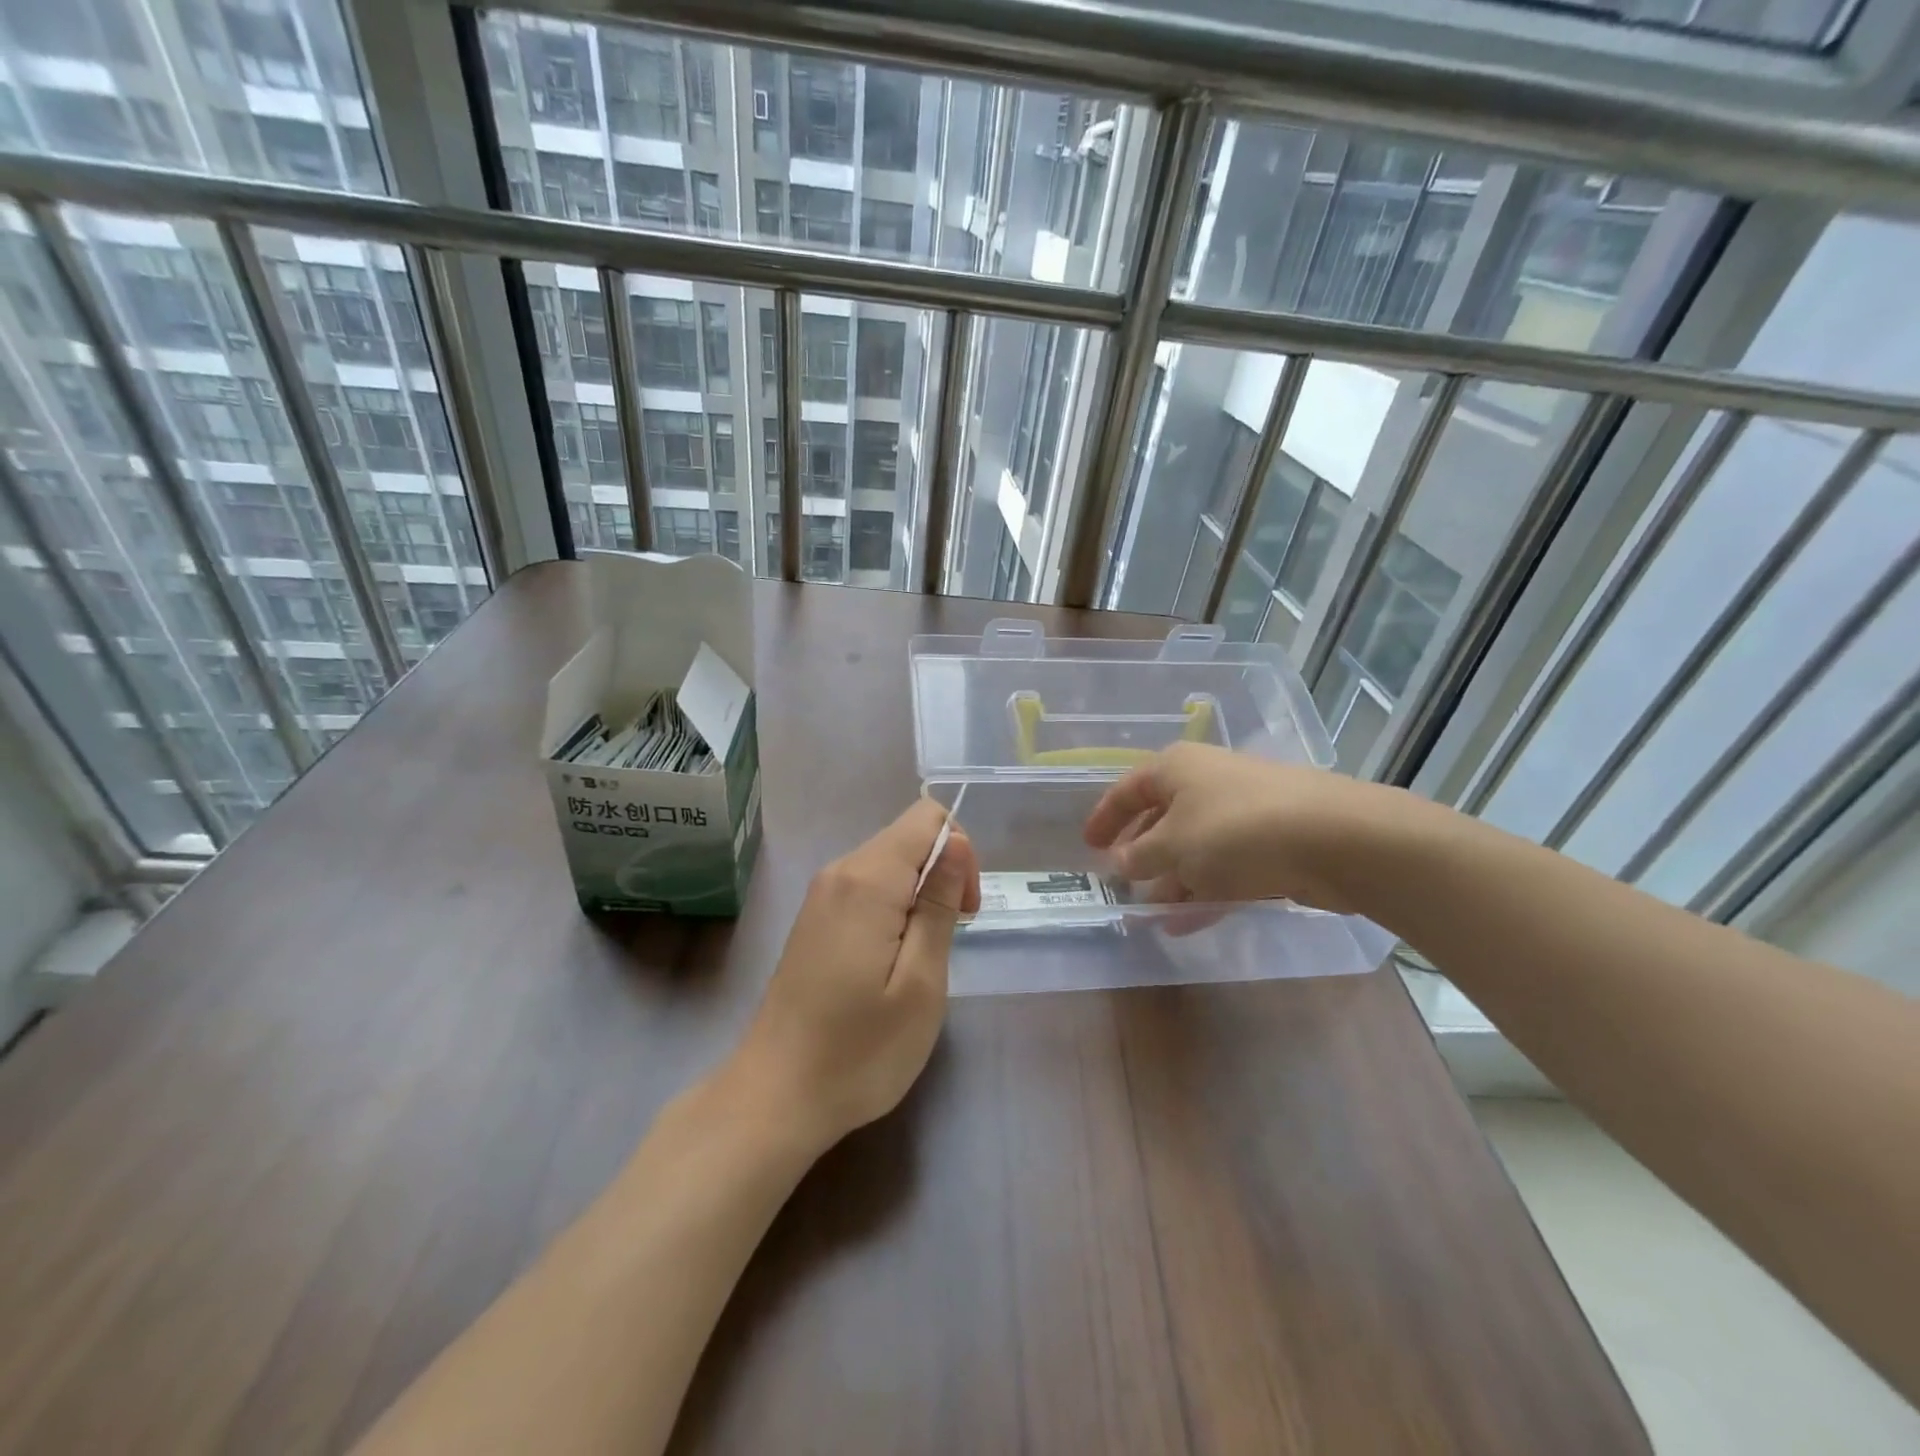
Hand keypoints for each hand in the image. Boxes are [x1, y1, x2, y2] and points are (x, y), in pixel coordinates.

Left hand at [730, 798, 980, 1153]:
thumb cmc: (860, 1049)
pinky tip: (890, 963)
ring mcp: (821, 896)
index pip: (927, 819)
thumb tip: (955, 841)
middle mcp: (840, 872)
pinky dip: (893, 910)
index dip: (960, 853)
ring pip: (889, 864)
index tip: (963, 912)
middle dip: (941, 876)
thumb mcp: (921, 982)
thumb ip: (939, 904)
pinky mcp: (814, 920)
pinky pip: (867, 889)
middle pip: (907, 838)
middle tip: (946, 943)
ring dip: (919, 897)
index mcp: (868, 880)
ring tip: (919, 961)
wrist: (776, 1096)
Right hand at [1082, 741, 1407, 913]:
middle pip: (1162, 818)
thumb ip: (1139, 856)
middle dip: (1141, 852)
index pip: (1128, 789)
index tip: (1088, 845)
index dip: (1105, 817)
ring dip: (1171, 879)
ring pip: (1195, 847)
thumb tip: (1120, 862)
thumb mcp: (1172, 846)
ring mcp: (1242, 813)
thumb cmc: (1234, 830)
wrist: (1333, 839)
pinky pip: (1224, 868)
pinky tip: (1184, 924)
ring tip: (1148, 913)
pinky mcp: (1270, 844)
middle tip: (1121, 880)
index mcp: (1176, 768)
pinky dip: (1203, 892)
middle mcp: (1207, 783)